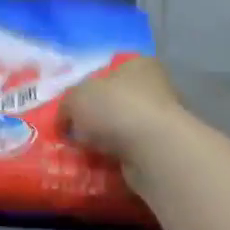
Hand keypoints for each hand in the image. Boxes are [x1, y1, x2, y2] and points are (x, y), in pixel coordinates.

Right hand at [60, 56, 187, 164]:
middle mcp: (156, 87)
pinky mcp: (163, 149)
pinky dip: (116, 158)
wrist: (151, 150)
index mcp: (138, 64)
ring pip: (123, 129)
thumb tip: (66, 121)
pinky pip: (131, 151)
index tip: (72, 107)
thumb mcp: (75, 98)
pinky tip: (99, 165)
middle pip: (116, 102)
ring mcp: (163, 120)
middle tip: (72, 132)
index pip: (110, 70)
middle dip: (95, 118)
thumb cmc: (114, 109)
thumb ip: (66, 105)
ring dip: (105, 140)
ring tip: (82, 152)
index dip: (88, 87)